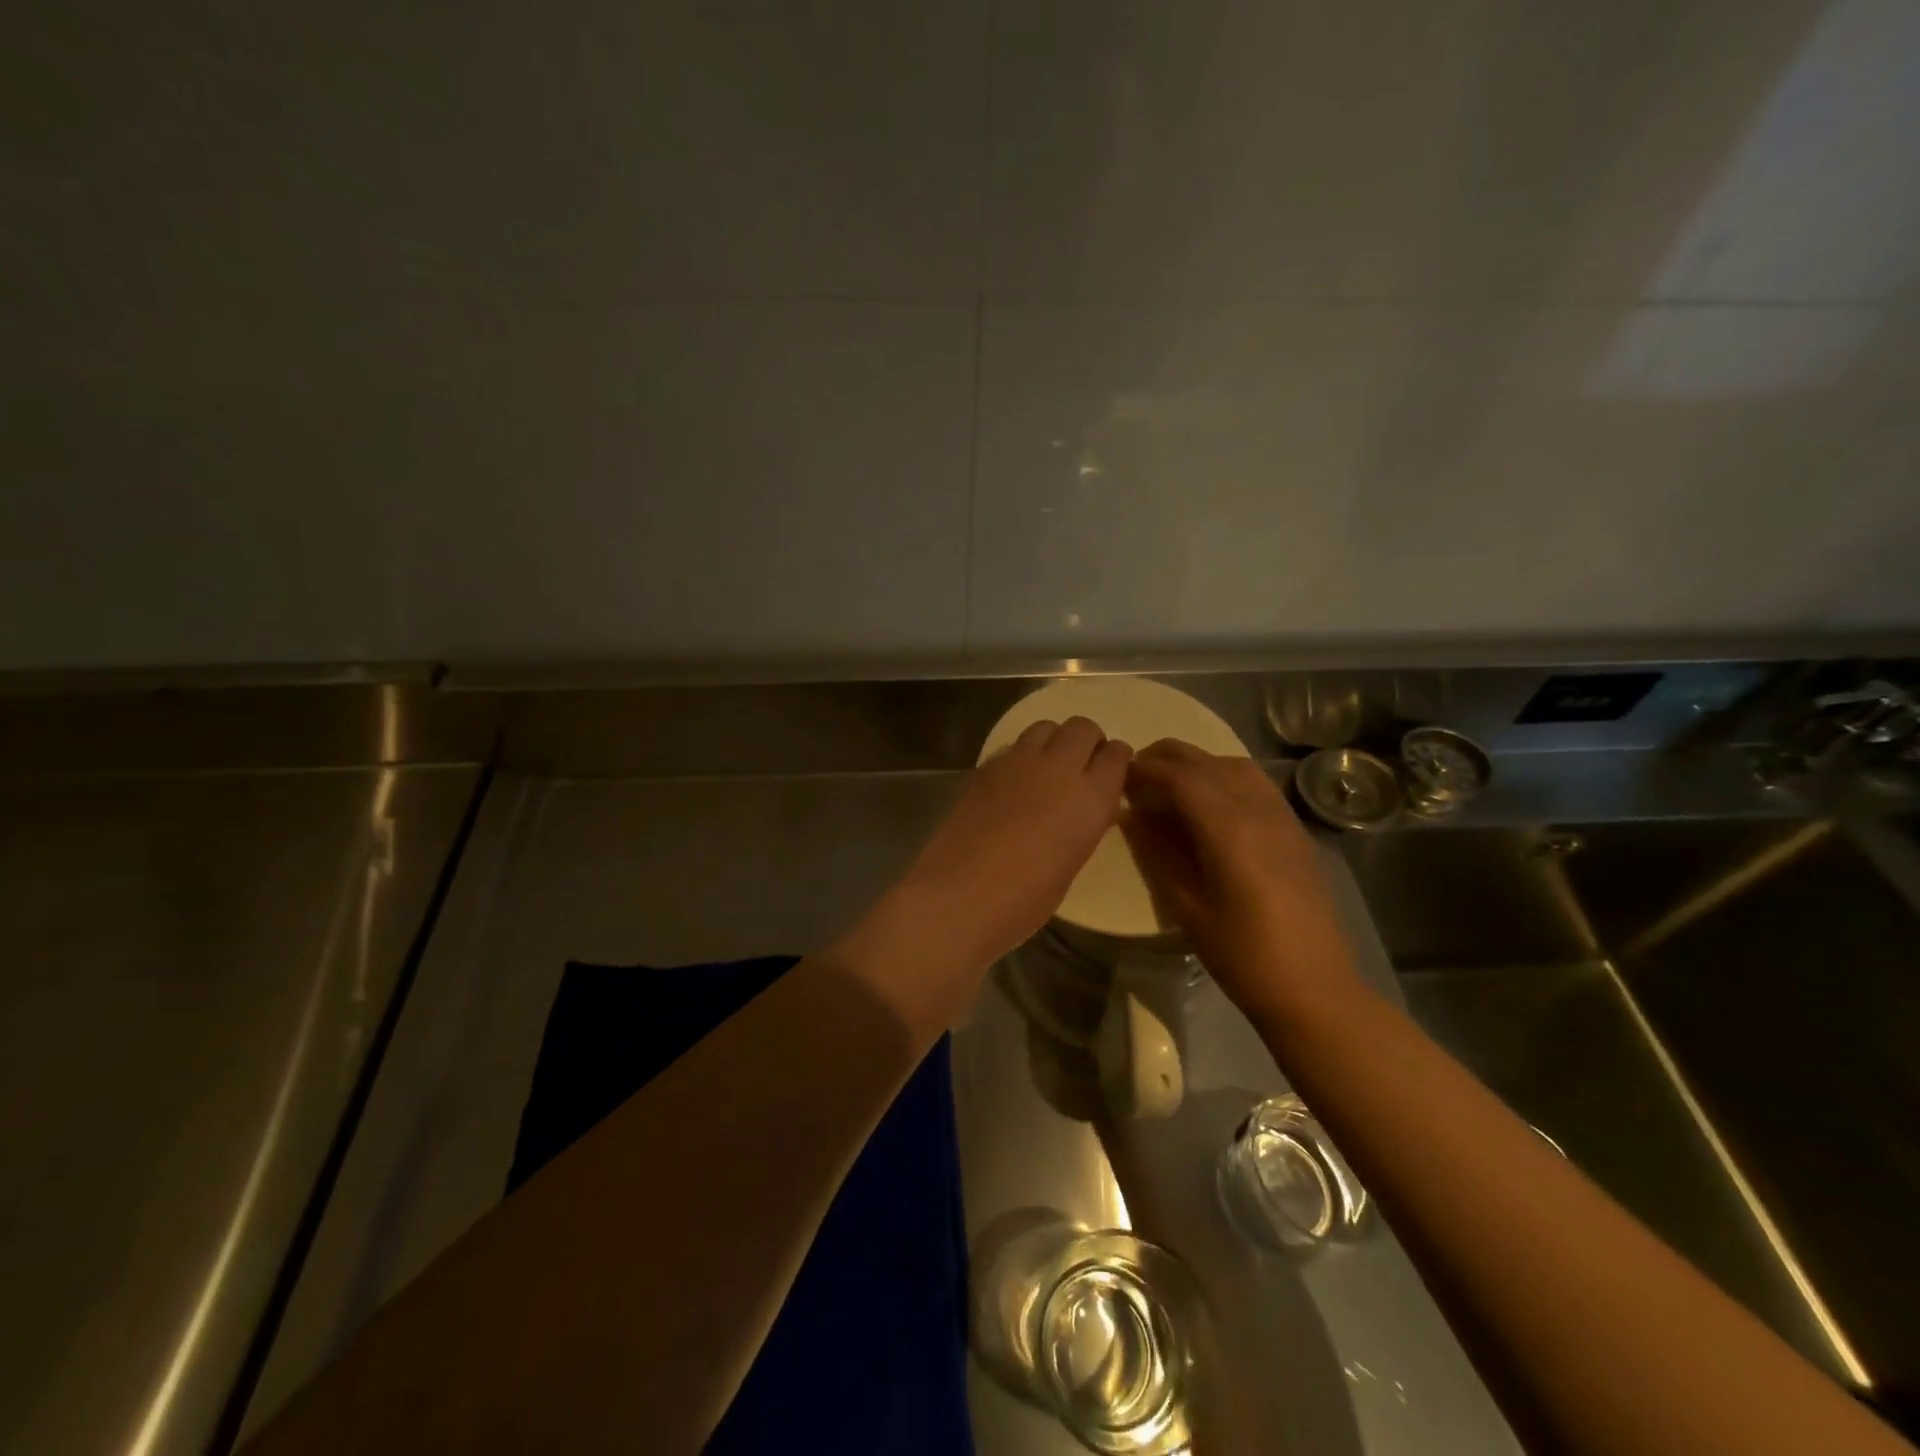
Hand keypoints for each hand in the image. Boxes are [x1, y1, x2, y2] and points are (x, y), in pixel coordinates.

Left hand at [879, 716, 1131, 973]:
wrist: (960, 896)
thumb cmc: (1024, 900)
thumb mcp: (1072, 864)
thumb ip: (1084, 825)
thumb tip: (1086, 808)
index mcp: (1090, 798)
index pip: (1117, 755)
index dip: (1118, 759)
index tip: (1113, 771)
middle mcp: (1059, 769)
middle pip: (1082, 727)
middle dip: (1088, 741)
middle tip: (1082, 766)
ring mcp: (1018, 762)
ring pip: (1046, 727)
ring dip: (1054, 740)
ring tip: (1048, 768)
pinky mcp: (985, 767)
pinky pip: (1014, 746)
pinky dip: (1023, 755)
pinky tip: (1015, 782)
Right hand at [1123, 740, 1362, 1024]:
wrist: (1314, 988)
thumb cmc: (1241, 955)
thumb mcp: (1186, 907)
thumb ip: (1158, 853)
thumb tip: (1132, 815)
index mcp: (1229, 829)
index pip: (1181, 777)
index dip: (1146, 769)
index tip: (1118, 773)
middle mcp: (1258, 810)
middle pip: (1208, 762)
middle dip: (1167, 758)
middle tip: (1135, 771)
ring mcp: (1282, 817)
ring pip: (1235, 766)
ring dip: (1198, 763)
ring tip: (1169, 781)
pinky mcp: (1295, 830)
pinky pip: (1256, 783)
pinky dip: (1224, 776)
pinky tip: (1210, 800)